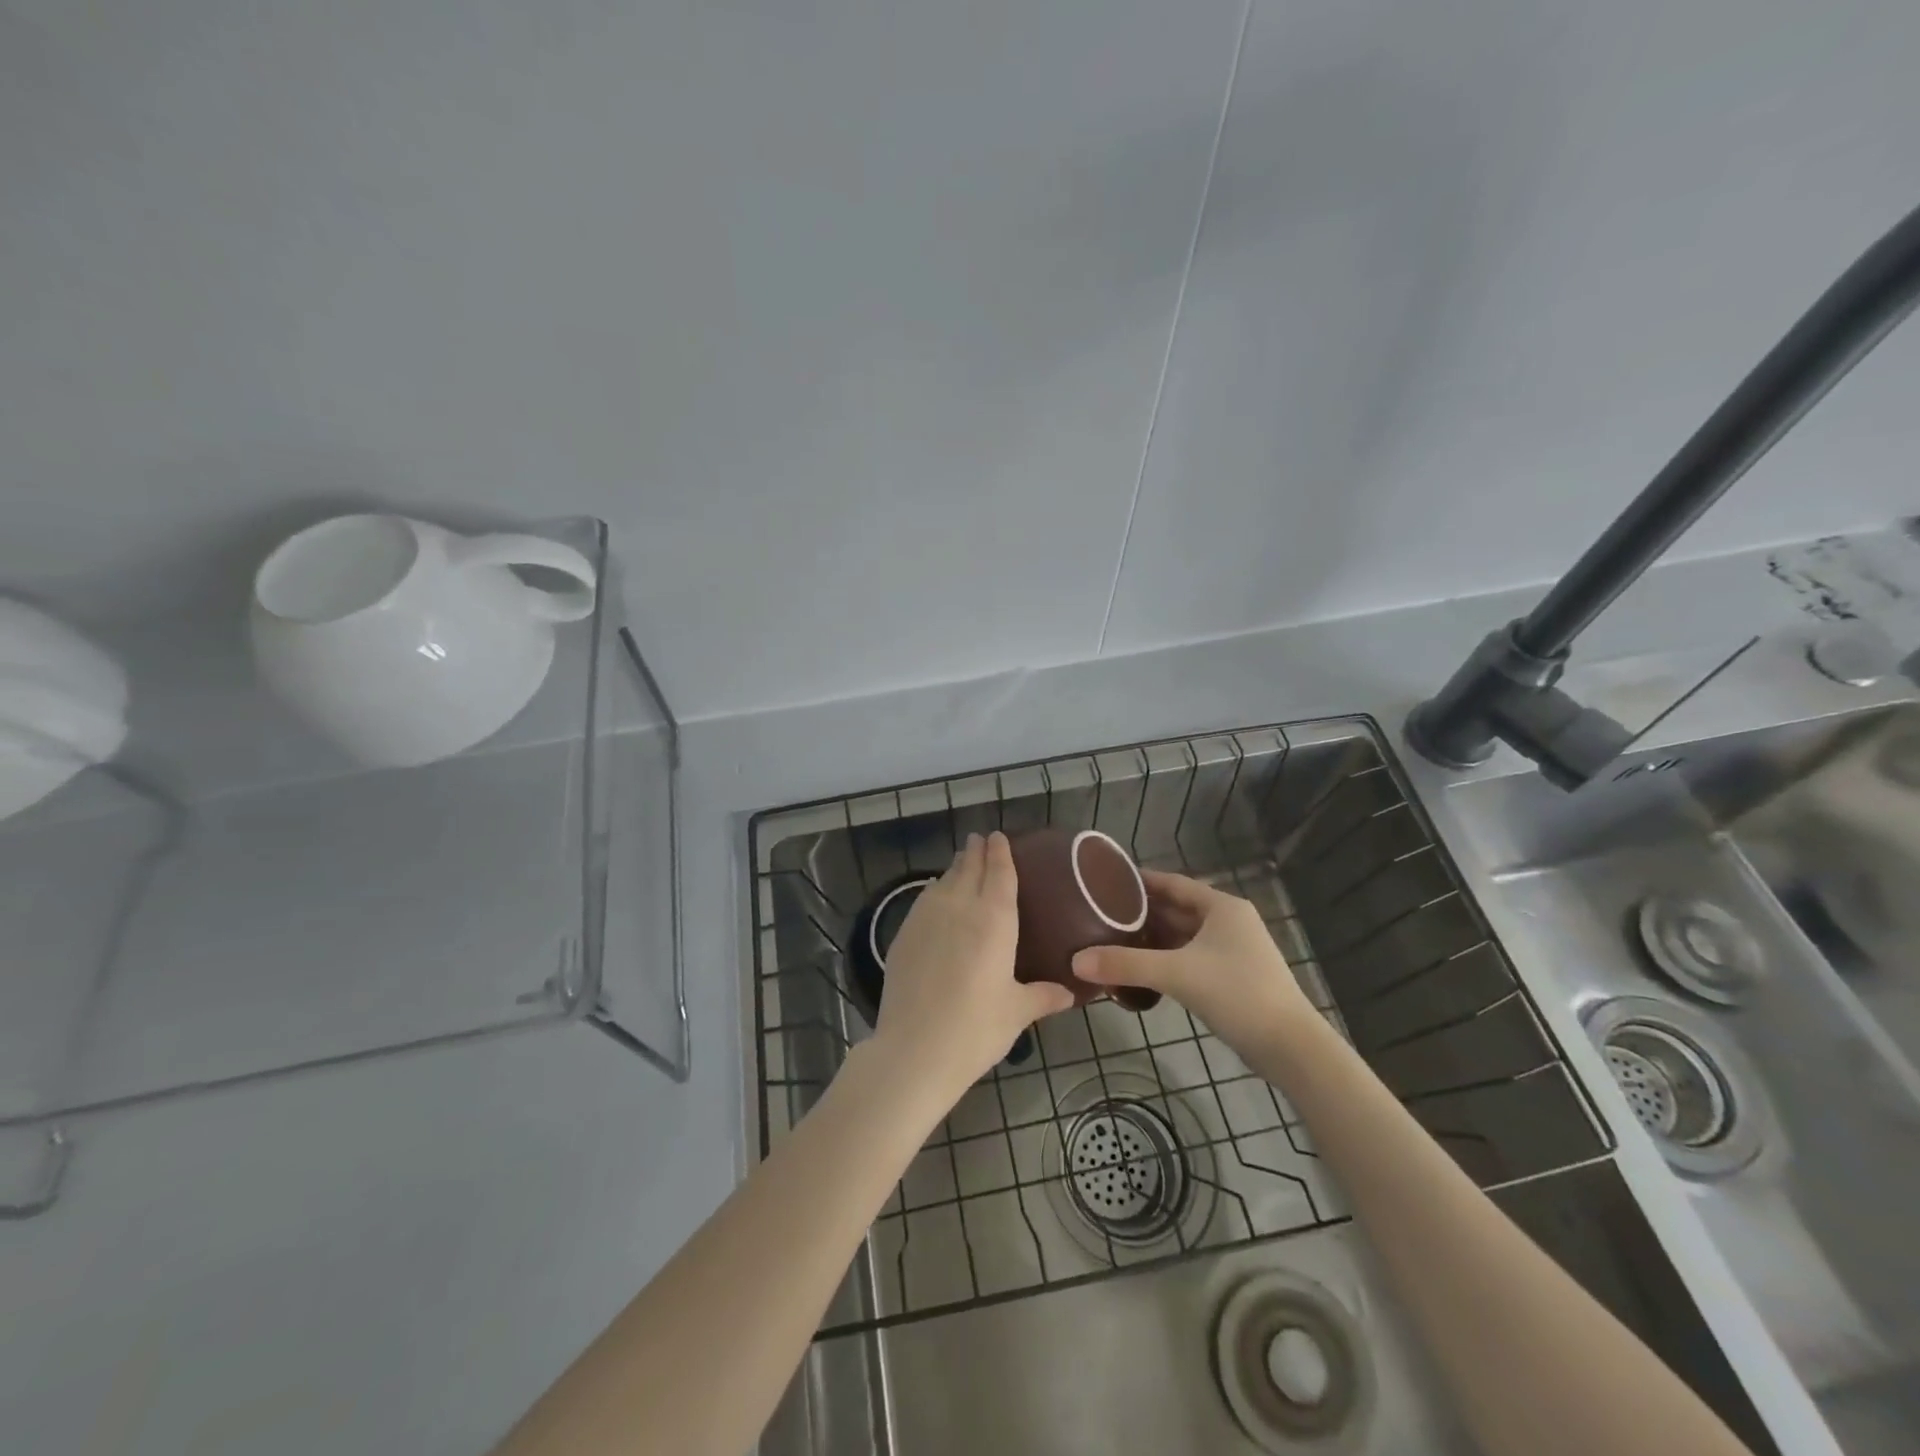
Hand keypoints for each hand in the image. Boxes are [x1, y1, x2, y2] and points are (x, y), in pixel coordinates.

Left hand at [873, 832, 1076, 1101]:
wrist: (915, 1049)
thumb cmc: (976, 1028)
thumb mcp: (1017, 1012)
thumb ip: (1042, 996)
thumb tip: (1070, 992)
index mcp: (994, 919)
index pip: (999, 873)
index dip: (1000, 852)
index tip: (999, 836)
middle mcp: (959, 907)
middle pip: (969, 868)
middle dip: (976, 851)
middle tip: (980, 839)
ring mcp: (926, 918)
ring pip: (944, 881)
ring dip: (955, 867)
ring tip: (961, 861)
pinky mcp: (903, 934)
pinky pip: (924, 900)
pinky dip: (934, 891)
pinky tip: (936, 895)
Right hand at [1072, 870, 1313, 1057]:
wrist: (1290, 1047)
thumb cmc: (1238, 994)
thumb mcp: (1177, 974)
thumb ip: (1126, 964)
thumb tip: (1075, 961)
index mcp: (1221, 907)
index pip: (1173, 883)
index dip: (1140, 880)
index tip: (1106, 880)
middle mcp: (1228, 922)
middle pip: (1176, 908)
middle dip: (1141, 911)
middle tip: (1100, 912)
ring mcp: (1232, 951)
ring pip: (1183, 935)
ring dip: (1152, 937)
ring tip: (1112, 938)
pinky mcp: (1231, 977)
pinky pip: (1189, 957)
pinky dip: (1165, 959)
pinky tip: (1140, 969)